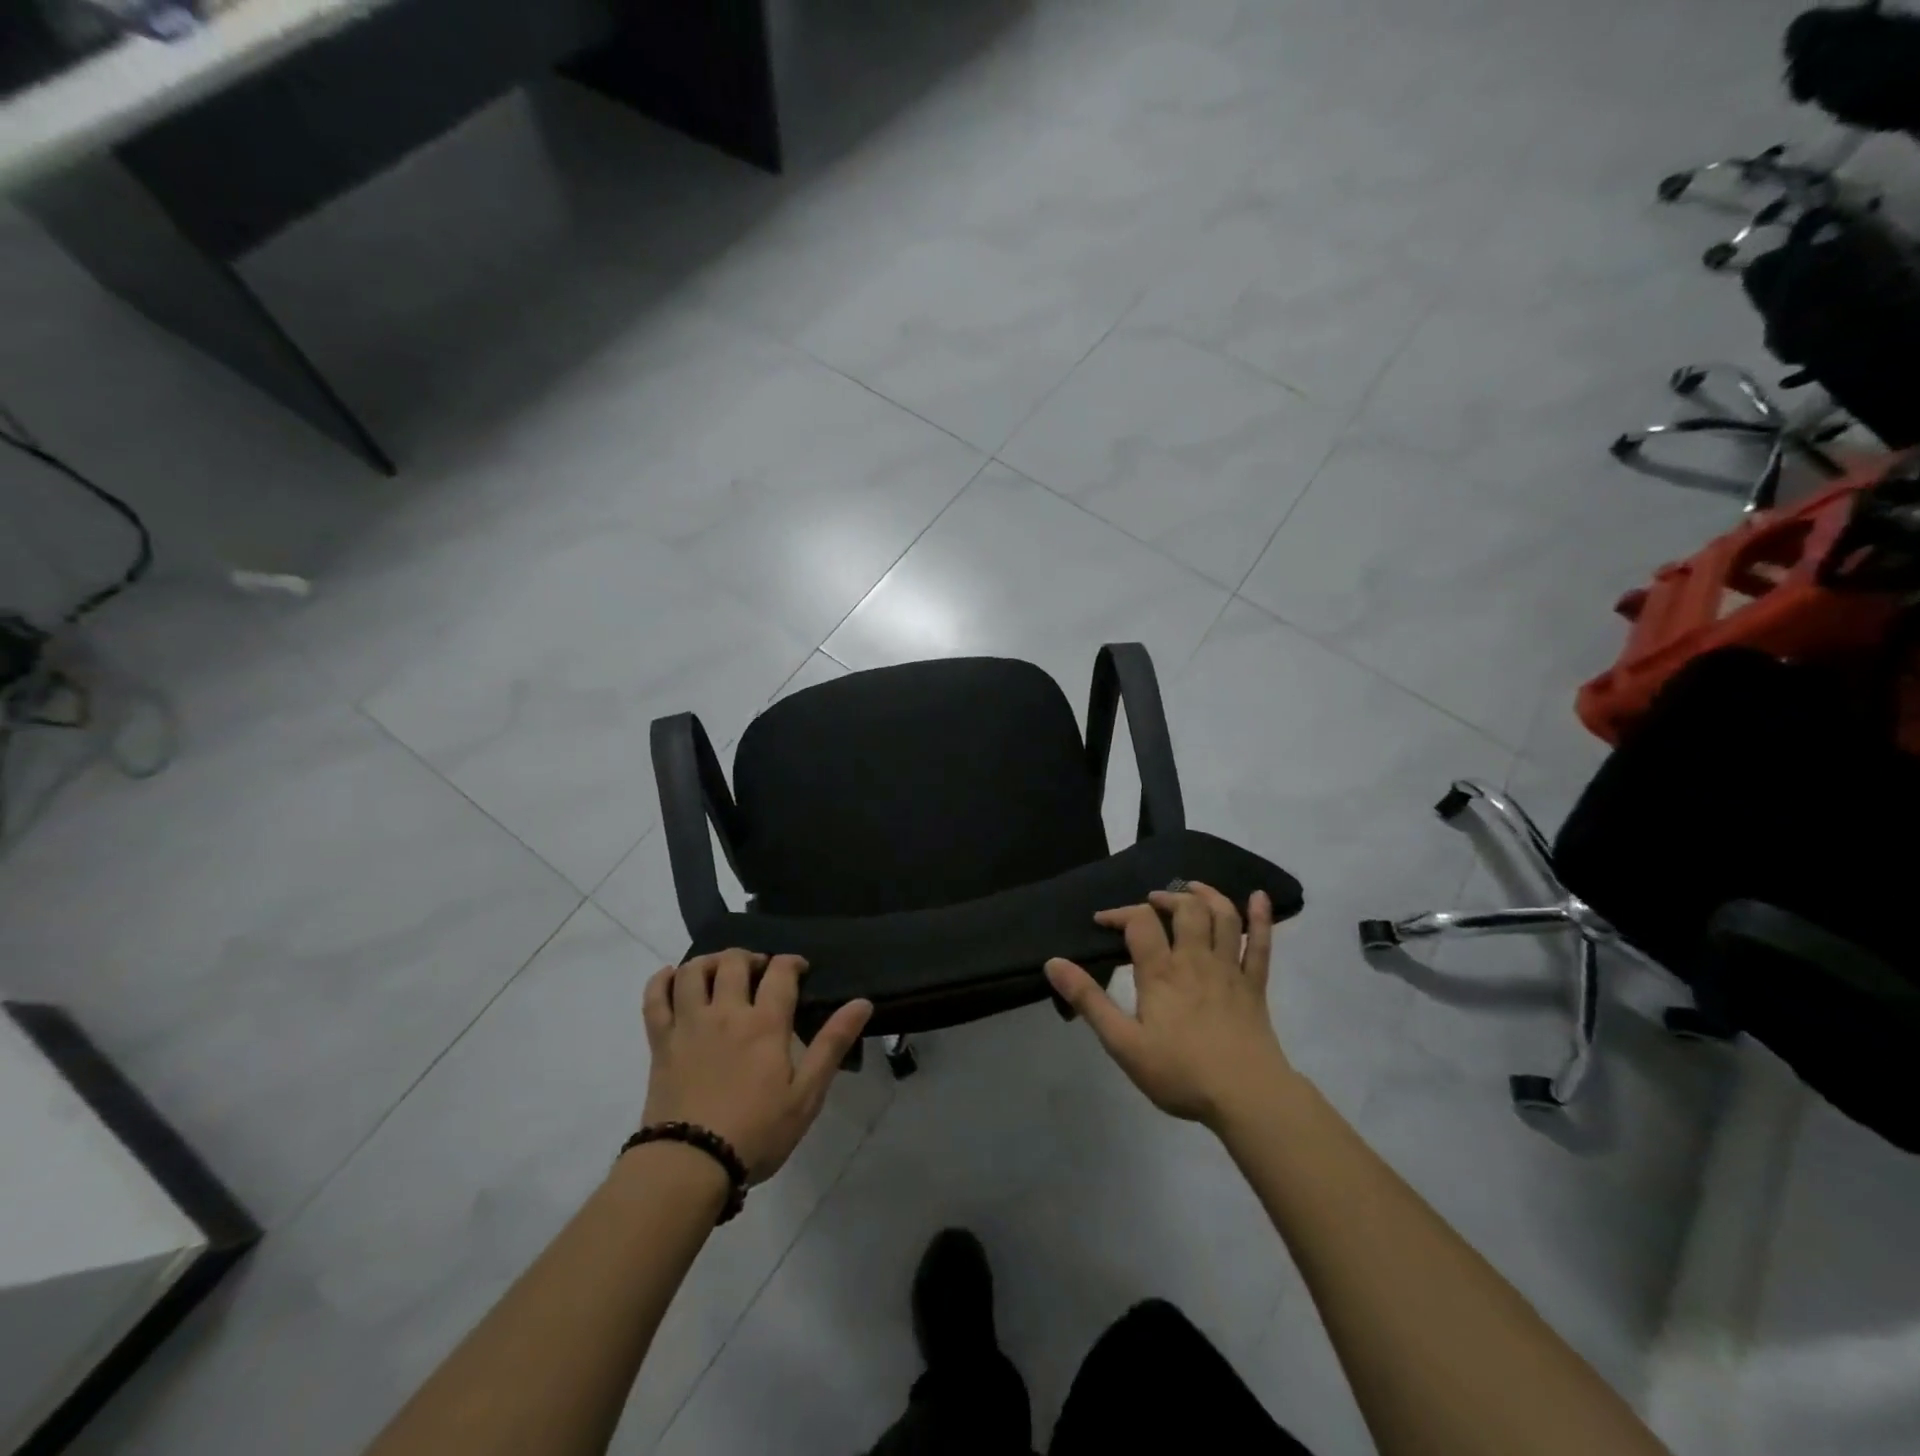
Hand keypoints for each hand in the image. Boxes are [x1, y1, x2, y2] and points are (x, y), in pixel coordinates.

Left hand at [642, 950, 871, 1183]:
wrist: (689, 1165)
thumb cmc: (756, 1133)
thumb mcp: (806, 1095)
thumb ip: (832, 1044)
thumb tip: (862, 1002)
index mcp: (765, 1024)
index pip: (780, 972)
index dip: (792, 962)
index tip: (799, 969)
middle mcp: (726, 1012)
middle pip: (735, 961)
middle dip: (751, 957)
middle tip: (760, 971)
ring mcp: (689, 1024)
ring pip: (694, 971)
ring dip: (710, 961)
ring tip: (721, 971)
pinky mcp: (661, 1042)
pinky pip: (654, 999)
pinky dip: (661, 981)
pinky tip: (672, 977)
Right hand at [1045, 883, 1291, 1130]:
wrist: (1247, 1098)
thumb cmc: (1181, 1072)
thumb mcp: (1123, 1043)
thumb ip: (1089, 1001)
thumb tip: (1053, 963)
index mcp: (1161, 972)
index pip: (1140, 922)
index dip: (1119, 913)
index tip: (1102, 921)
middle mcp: (1196, 960)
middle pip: (1186, 909)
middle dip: (1167, 897)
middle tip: (1151, 902)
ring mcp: (1230, 970)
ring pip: (1223, 917)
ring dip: (1208, 895)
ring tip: (1192, 889)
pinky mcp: (1255, 986)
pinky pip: (1262, 944)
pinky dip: (1262, 917)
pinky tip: (1259, 897)